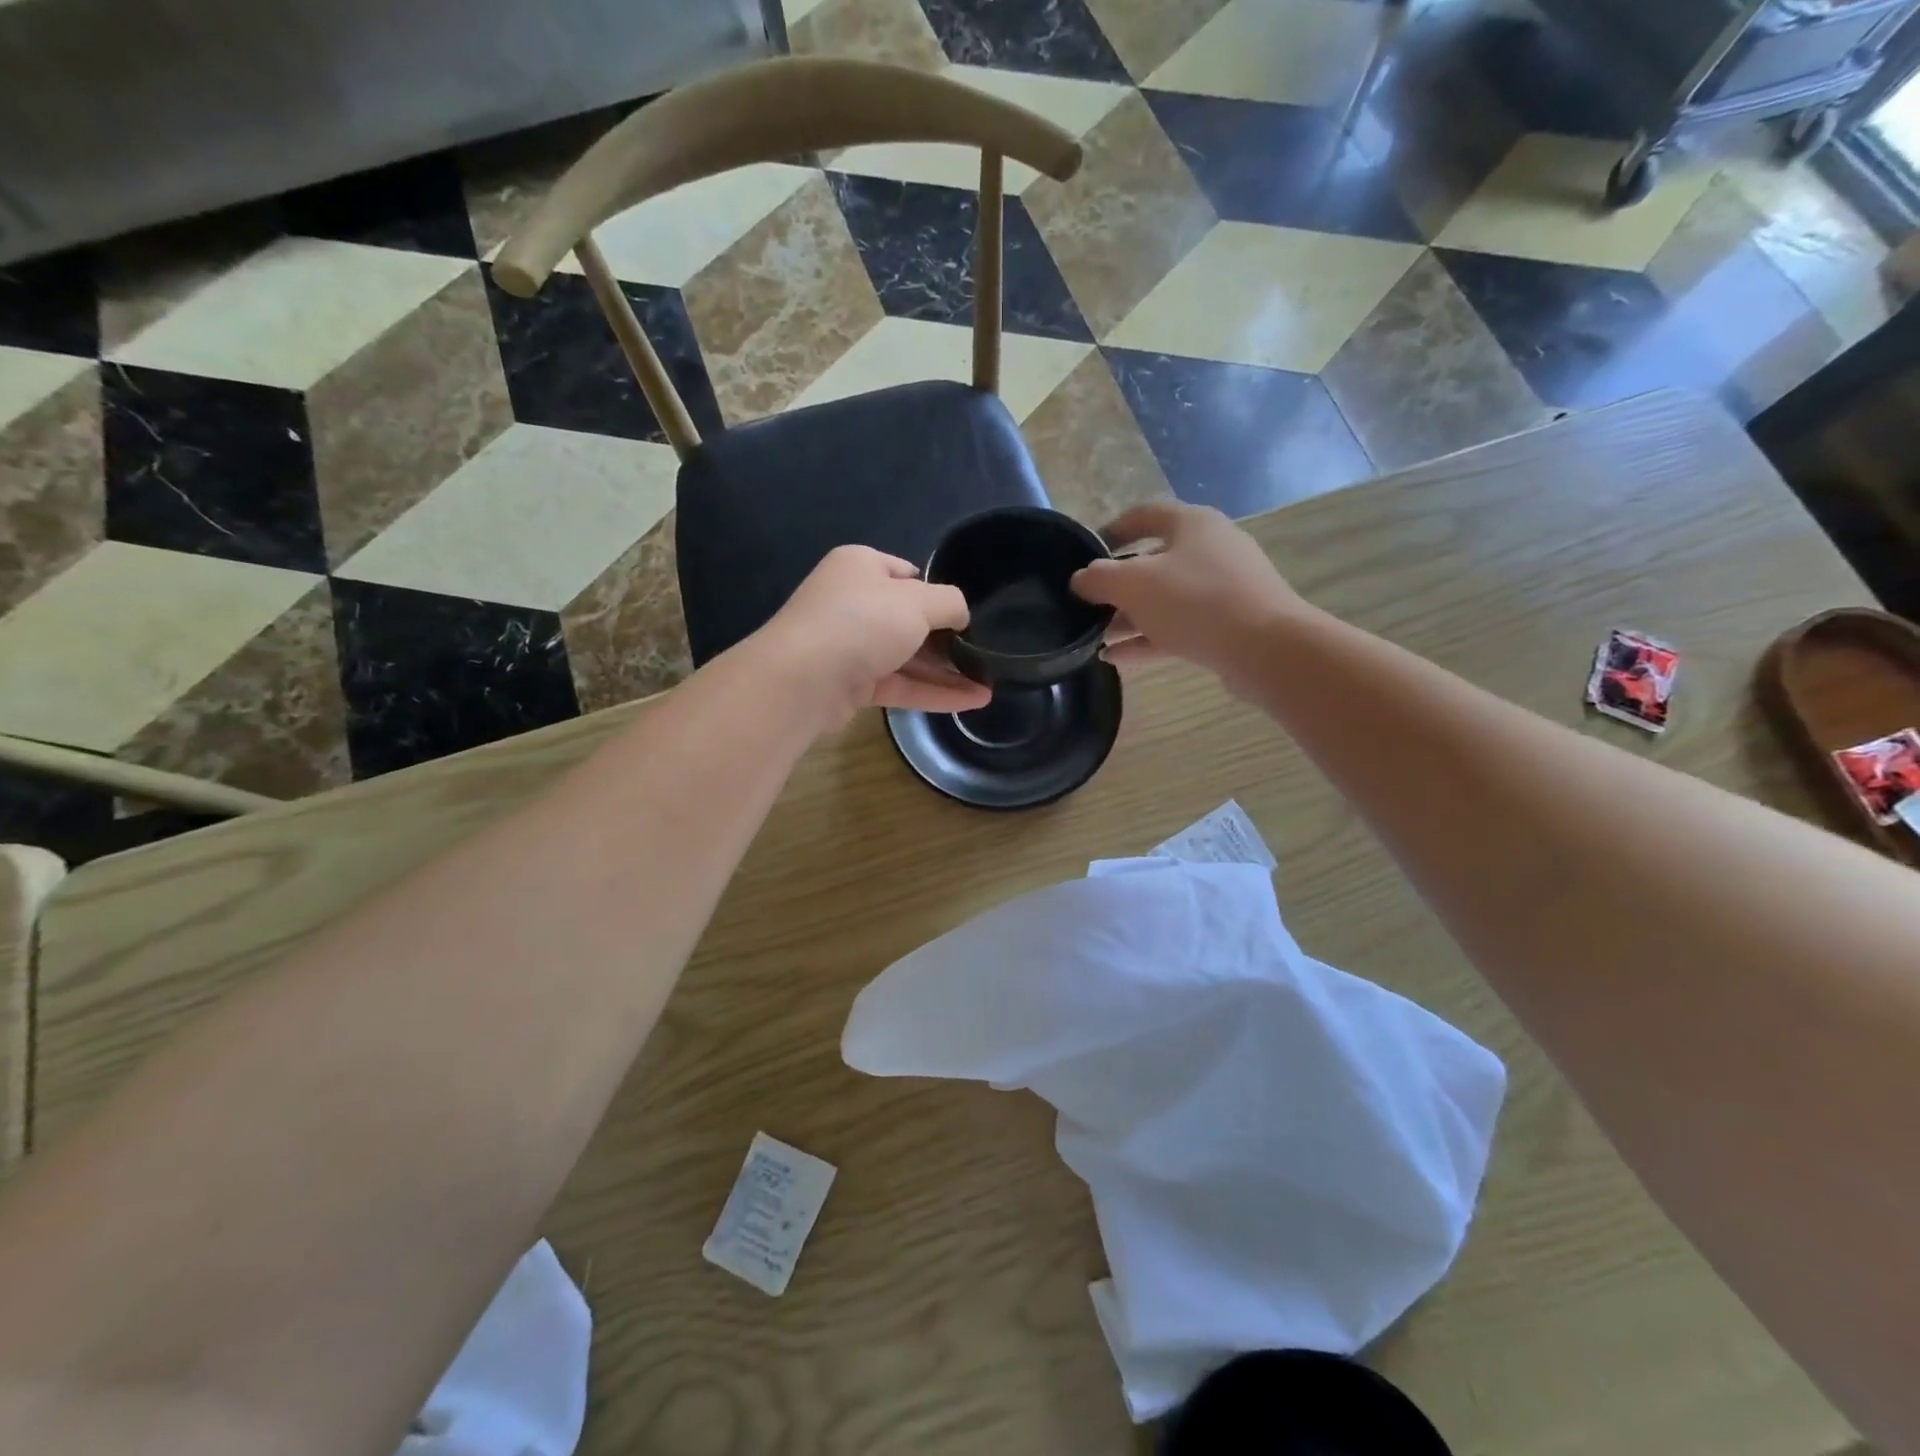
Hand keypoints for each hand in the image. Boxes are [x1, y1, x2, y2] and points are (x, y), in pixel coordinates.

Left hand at [757, 546, 992, 722]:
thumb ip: (950, 603)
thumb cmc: (863, 622)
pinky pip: (901, 684)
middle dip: (947, 638)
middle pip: (909, 618)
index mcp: (861, 567)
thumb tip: (962, 615)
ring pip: (907, 656)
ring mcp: (851, 646)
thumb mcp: (917, 601)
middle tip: (985, 653)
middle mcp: (853, 602)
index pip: (906, 574)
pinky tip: (972, 701)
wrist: (803, 678)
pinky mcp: (852, 684)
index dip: (937, 592)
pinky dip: (934, 692)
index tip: (967, 615)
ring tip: (990, 684)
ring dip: (947, 671)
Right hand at [1070, 502, 1306, 689]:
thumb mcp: (1134, 584)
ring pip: (1164, 599)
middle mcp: (1210, 549)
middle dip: (1116, 586)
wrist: (1266, 648)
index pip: (1144, 515)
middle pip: (1153, 562)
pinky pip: (1177, 627)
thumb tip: (1080, 579)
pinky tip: (1115, 658)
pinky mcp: (1227, 624)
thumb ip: (1099, 578)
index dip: (1111, 530)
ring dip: (1128, 617)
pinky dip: (1147, 639)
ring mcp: (1222, 589)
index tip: (1085, 554)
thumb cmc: (1195, 601)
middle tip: (1087, 606)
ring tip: (1095, 638)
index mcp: (1191, 524)